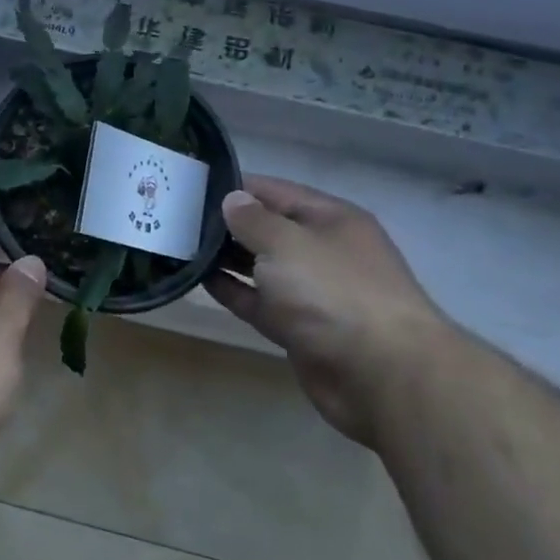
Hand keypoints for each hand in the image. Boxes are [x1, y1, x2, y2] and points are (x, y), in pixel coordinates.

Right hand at [204, 176, 454, 444]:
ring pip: (262, 267)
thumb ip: (253, 220)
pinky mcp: (300, 328)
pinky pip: (260, 302)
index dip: (238, 186)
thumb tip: (233, 200)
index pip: (277, 191)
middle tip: (178, 216)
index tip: (194, 185)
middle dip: (229, 223)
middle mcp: (323, 251)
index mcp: (331, 220)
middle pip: (269, 229)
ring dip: (227, 258)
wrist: (381, 374)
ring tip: (182, 245)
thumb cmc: (333, 292)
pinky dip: (234, 291)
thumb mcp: (287, 243)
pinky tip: (200, 279)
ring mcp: (313, 292)